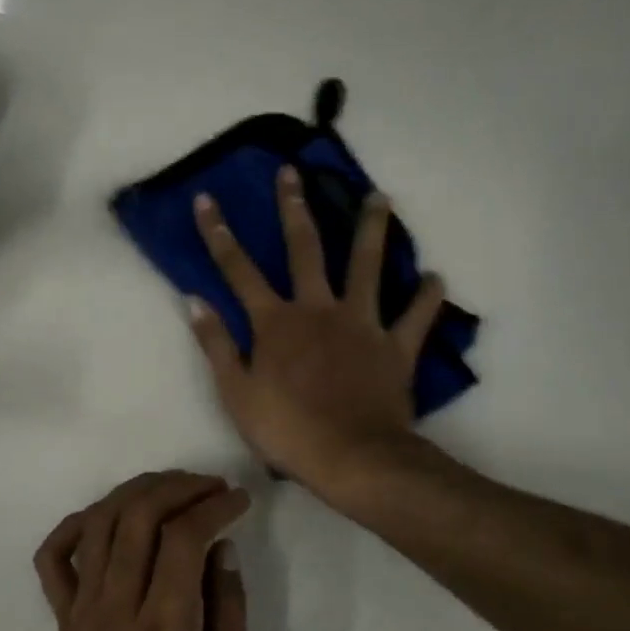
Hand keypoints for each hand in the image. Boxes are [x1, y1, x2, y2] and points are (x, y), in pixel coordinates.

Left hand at [33, 471, 251, 630]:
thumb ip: (230, 616)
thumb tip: (222, 549)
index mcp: (163, 630)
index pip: (183, 539)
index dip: (213, 506)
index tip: (238, 499)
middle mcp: (116, 607)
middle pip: (138, 517)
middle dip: (177, 487)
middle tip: (208, 484)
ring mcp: (81, 609)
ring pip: (99, 524)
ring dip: (134, 493)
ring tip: (168, 487)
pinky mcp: (61, 618)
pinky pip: (54, 557)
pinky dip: (76, 525)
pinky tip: (106, 516)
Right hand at [188, 166, 447, 499]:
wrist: (352, 457)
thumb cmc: (286, 429)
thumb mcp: (235, 392)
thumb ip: (216, 344)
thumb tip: (194, 301)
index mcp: (275, 322)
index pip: (238, 270)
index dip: (219, 234)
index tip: (207, 199)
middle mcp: (318, 309)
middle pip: (305, 249)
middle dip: (294, 208)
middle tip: (292, 173)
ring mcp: (361, 324)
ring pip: (368, 266)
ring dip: (372, 230)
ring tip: (380, 198)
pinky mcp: (395, 346)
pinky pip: (416, 315)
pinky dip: (427, 296)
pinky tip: (435, 277)